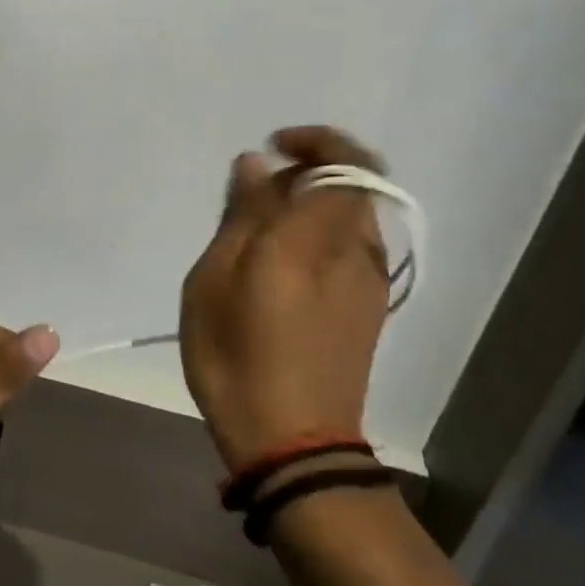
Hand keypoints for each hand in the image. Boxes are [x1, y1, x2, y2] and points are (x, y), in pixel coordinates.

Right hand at [180, 126, 390, 472]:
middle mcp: (356, 253)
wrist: (291, 443)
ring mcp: (368, 284)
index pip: (347, 164)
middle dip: (309, 170)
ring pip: (352, 217)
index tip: (272, 147)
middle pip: (354, 186)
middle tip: (255, 188)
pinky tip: (278, 264)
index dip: (316, 142)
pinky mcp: (366, 311)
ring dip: (314, 203)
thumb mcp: (216, 279)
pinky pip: (350, 247)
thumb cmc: (238, 356)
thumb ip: (242, 215)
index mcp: (318, 238)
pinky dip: (320, 233)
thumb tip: (256, 165)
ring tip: (258, 228)